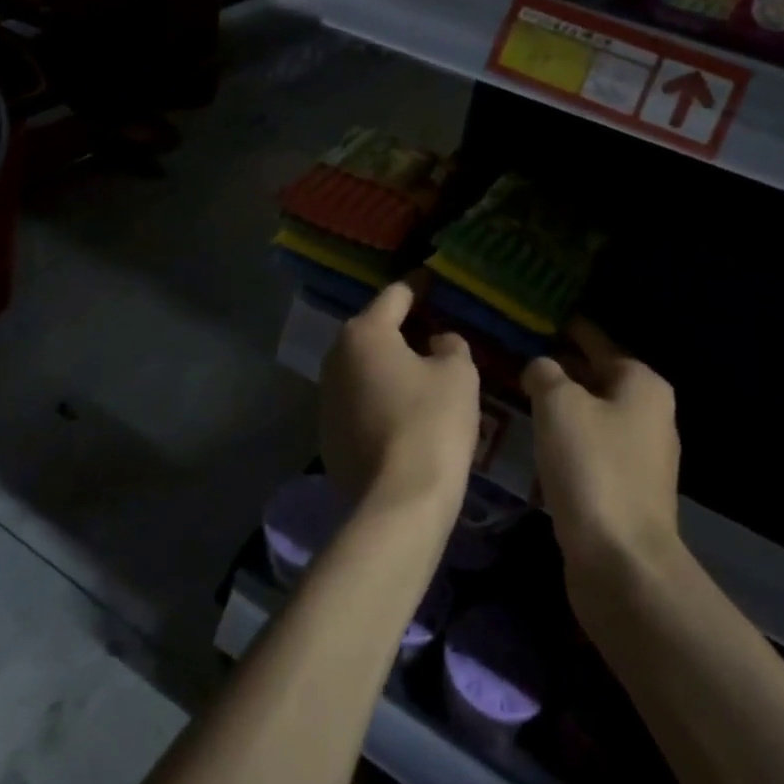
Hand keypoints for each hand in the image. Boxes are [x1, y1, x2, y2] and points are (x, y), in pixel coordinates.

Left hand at [320, 279, 481, 515]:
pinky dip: (380, 395)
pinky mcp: (328, 432)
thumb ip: (450, 345)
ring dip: (390, 363)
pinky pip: (359, 398)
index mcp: (364, 333)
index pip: (395, 295)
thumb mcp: (457, 374)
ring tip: (422, 369)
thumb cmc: (431, 424)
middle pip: (374, 330)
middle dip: (403, 327)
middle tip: (434, 328)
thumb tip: (438, 342)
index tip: (433, 280)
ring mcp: (326, 397)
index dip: (419, 286)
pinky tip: (404, 410)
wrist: (398, 503)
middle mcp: (336, 357)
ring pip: (364, 366)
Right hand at [523, 318, 681, 584]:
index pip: (597, 341)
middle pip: (598, 377)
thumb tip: (541, 368)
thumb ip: (545, 373)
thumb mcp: (558, 404)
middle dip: (561, 369)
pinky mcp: (629, 491)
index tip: (537, 320)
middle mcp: (651, 414)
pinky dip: (568, 440)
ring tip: (521, 398)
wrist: (622, 562)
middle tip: (518, 360)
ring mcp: (643, 456)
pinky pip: (592, 448)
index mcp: (642, 383)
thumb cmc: (592, 467)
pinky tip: (539, 443)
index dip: (567, 329)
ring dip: (562, 407)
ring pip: (593, 415)